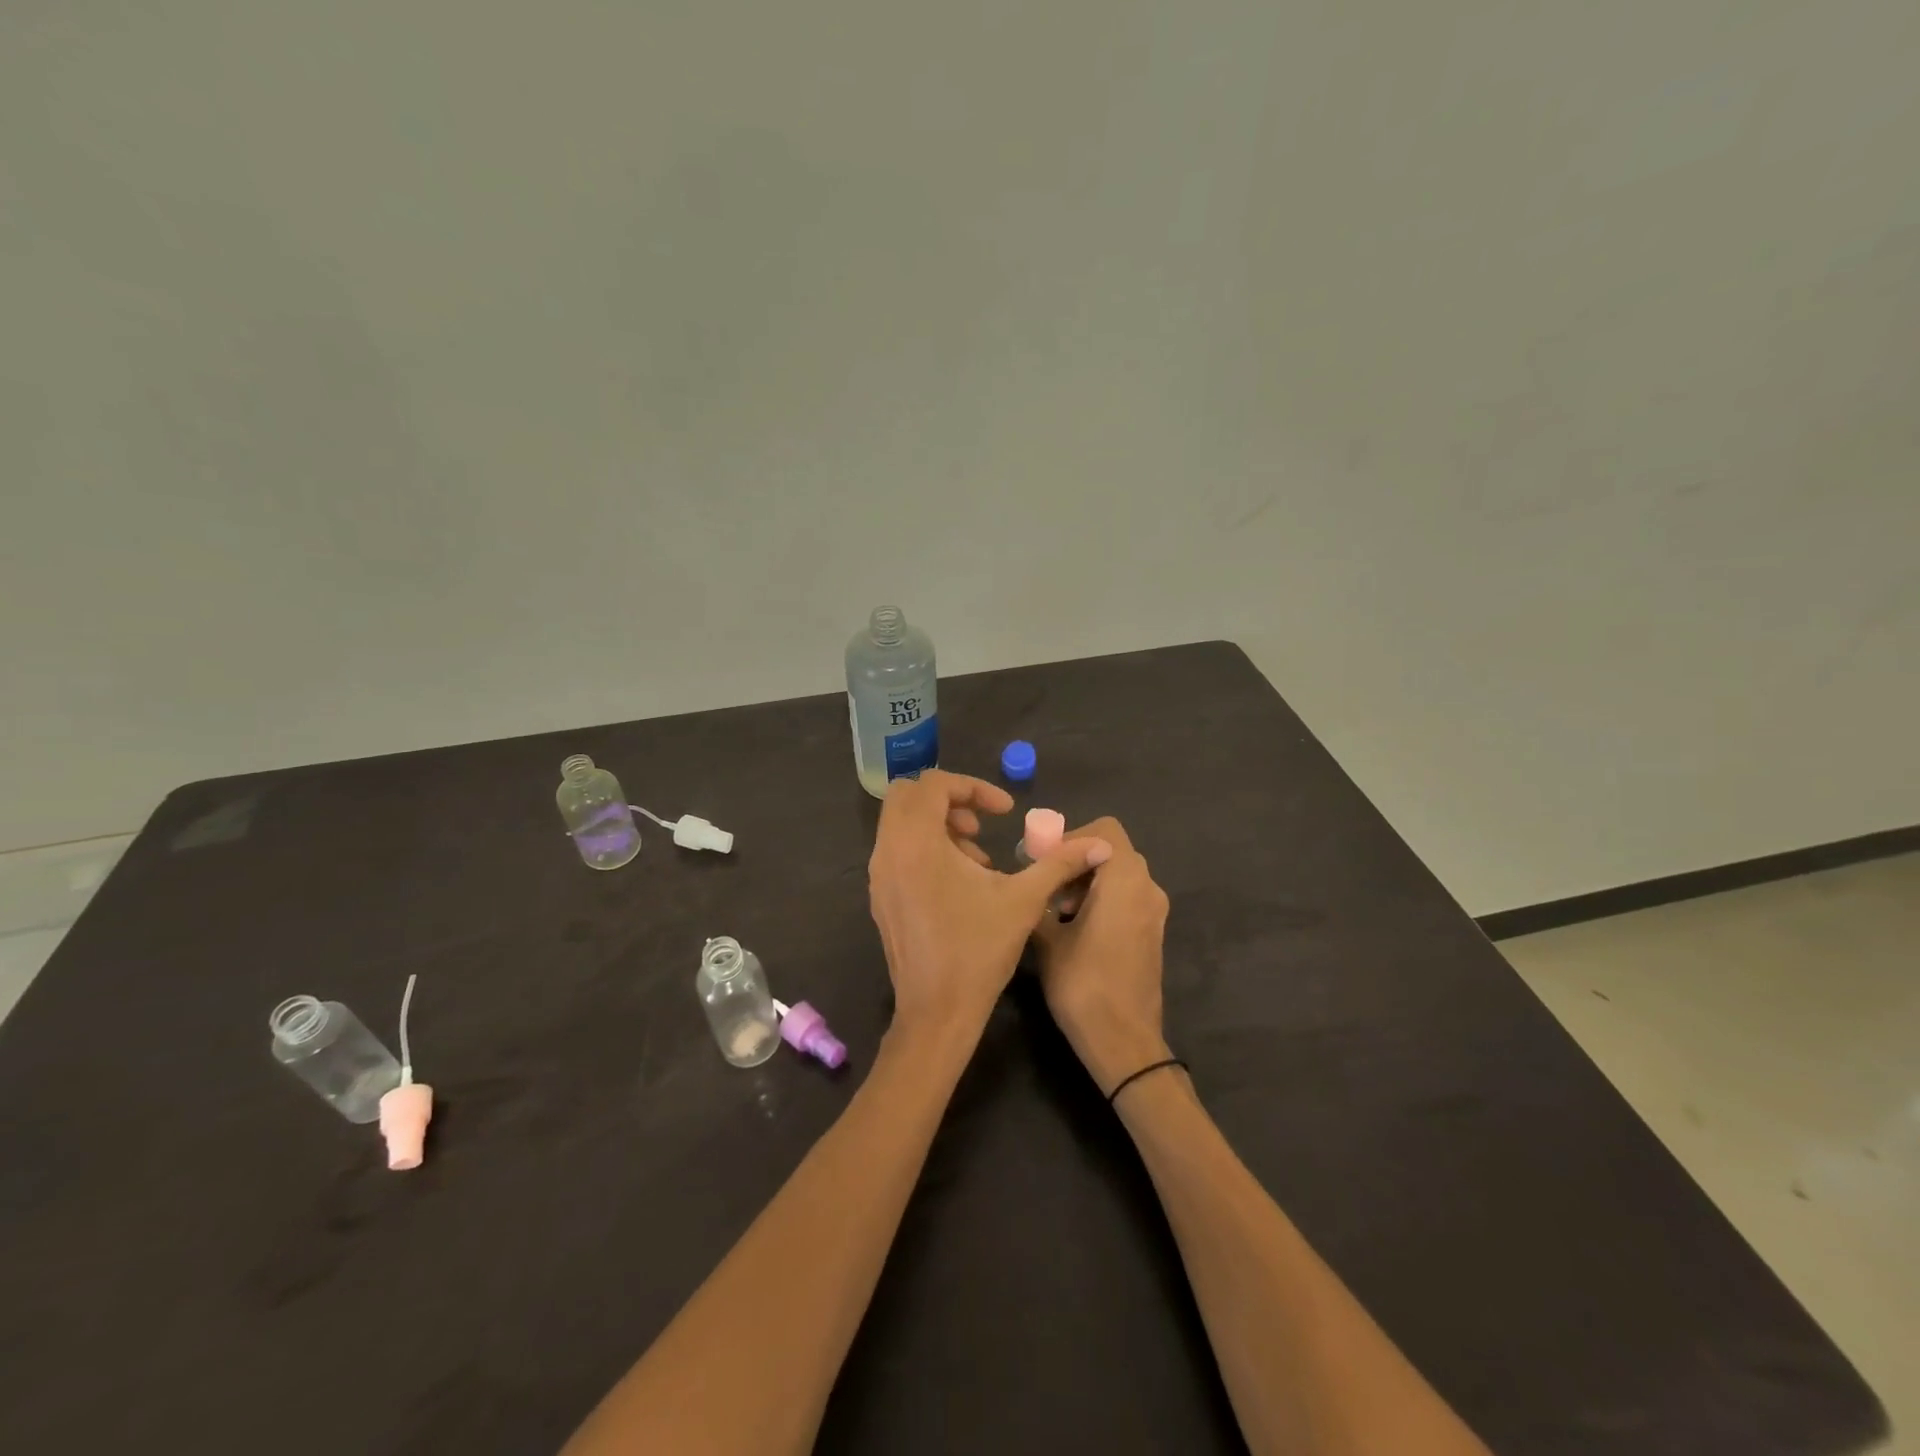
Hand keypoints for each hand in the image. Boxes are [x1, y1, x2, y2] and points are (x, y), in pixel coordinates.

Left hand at [868, 771, 1110, 1040]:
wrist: (937, 1012)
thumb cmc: (979, 950)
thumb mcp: (1024, 900)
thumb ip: (1060, 863)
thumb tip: (1102, 844)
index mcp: (917, 842)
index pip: (934, 784)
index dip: (974, 787)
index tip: (1005, 812)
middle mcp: (889, 850)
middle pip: (908, 795)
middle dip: (948, 800)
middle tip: (981, 826)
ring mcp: (879, 875)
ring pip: (900, 824)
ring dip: (938, 825)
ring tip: (977, 859)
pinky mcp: (880, 896)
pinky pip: (897, 851)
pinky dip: (925, 848)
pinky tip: (959, 884)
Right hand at [1033, 817, 1172, 1093]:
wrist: (1124, 1041)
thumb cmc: (1083, 984)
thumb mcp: (1047, 938)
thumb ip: (1038, 899)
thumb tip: (1029, 884)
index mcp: (1125, 879)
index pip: (1105, 830)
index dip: (1071, 836)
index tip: (1044, 860)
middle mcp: (1147, 887)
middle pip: (1111, 851)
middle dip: (1076, 860)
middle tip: (1044, 883)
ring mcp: (1154, 912)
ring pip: (1119, 875)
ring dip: (1087, 881)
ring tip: (1055, 910)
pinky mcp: (1152, 933)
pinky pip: (1126, 898)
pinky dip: (1101, 899)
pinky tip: (1075, 928)